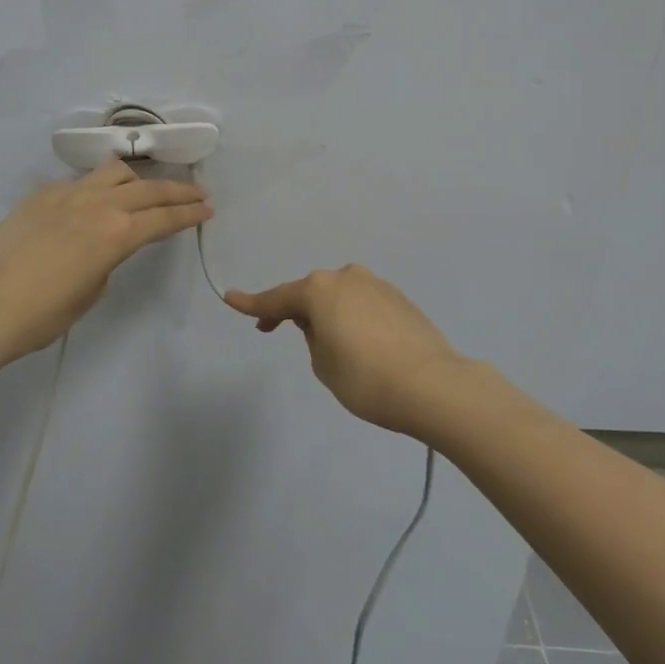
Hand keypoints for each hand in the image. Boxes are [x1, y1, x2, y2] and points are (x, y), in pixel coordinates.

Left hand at [0, 158, 211, 364]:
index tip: (207, 210)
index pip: (164, 218)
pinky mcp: (42, 195)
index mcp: (116, 233)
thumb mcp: (91, 293)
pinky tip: (93, 204)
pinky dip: (98, 187)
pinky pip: (80, 182)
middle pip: (149, 189)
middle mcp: (98, 204)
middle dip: (178, 191)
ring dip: (138, 180)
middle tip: (198, 193)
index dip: (190, 214)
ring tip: (145, 192)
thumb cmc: (42, 314)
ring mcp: (67, 194)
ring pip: (114, 172)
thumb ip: (108, 261)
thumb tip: (105, 246)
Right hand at [224, 264, 477, 435]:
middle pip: (310, 293)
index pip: (276, 299)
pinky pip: (364, 304)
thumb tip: (323, 324)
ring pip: (340, 296)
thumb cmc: (365, 379)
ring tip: (332, 346)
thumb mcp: (322, 364)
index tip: (230, 298)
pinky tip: (363, 345)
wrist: (434, 386)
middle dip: (295, 310)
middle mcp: (346, 277)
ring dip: (328, 313)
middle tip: (280, 330)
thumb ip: (312, 337)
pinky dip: (354, 318)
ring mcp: (377, 285)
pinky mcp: (400, 299)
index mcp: (319, 290)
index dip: (252, 304)